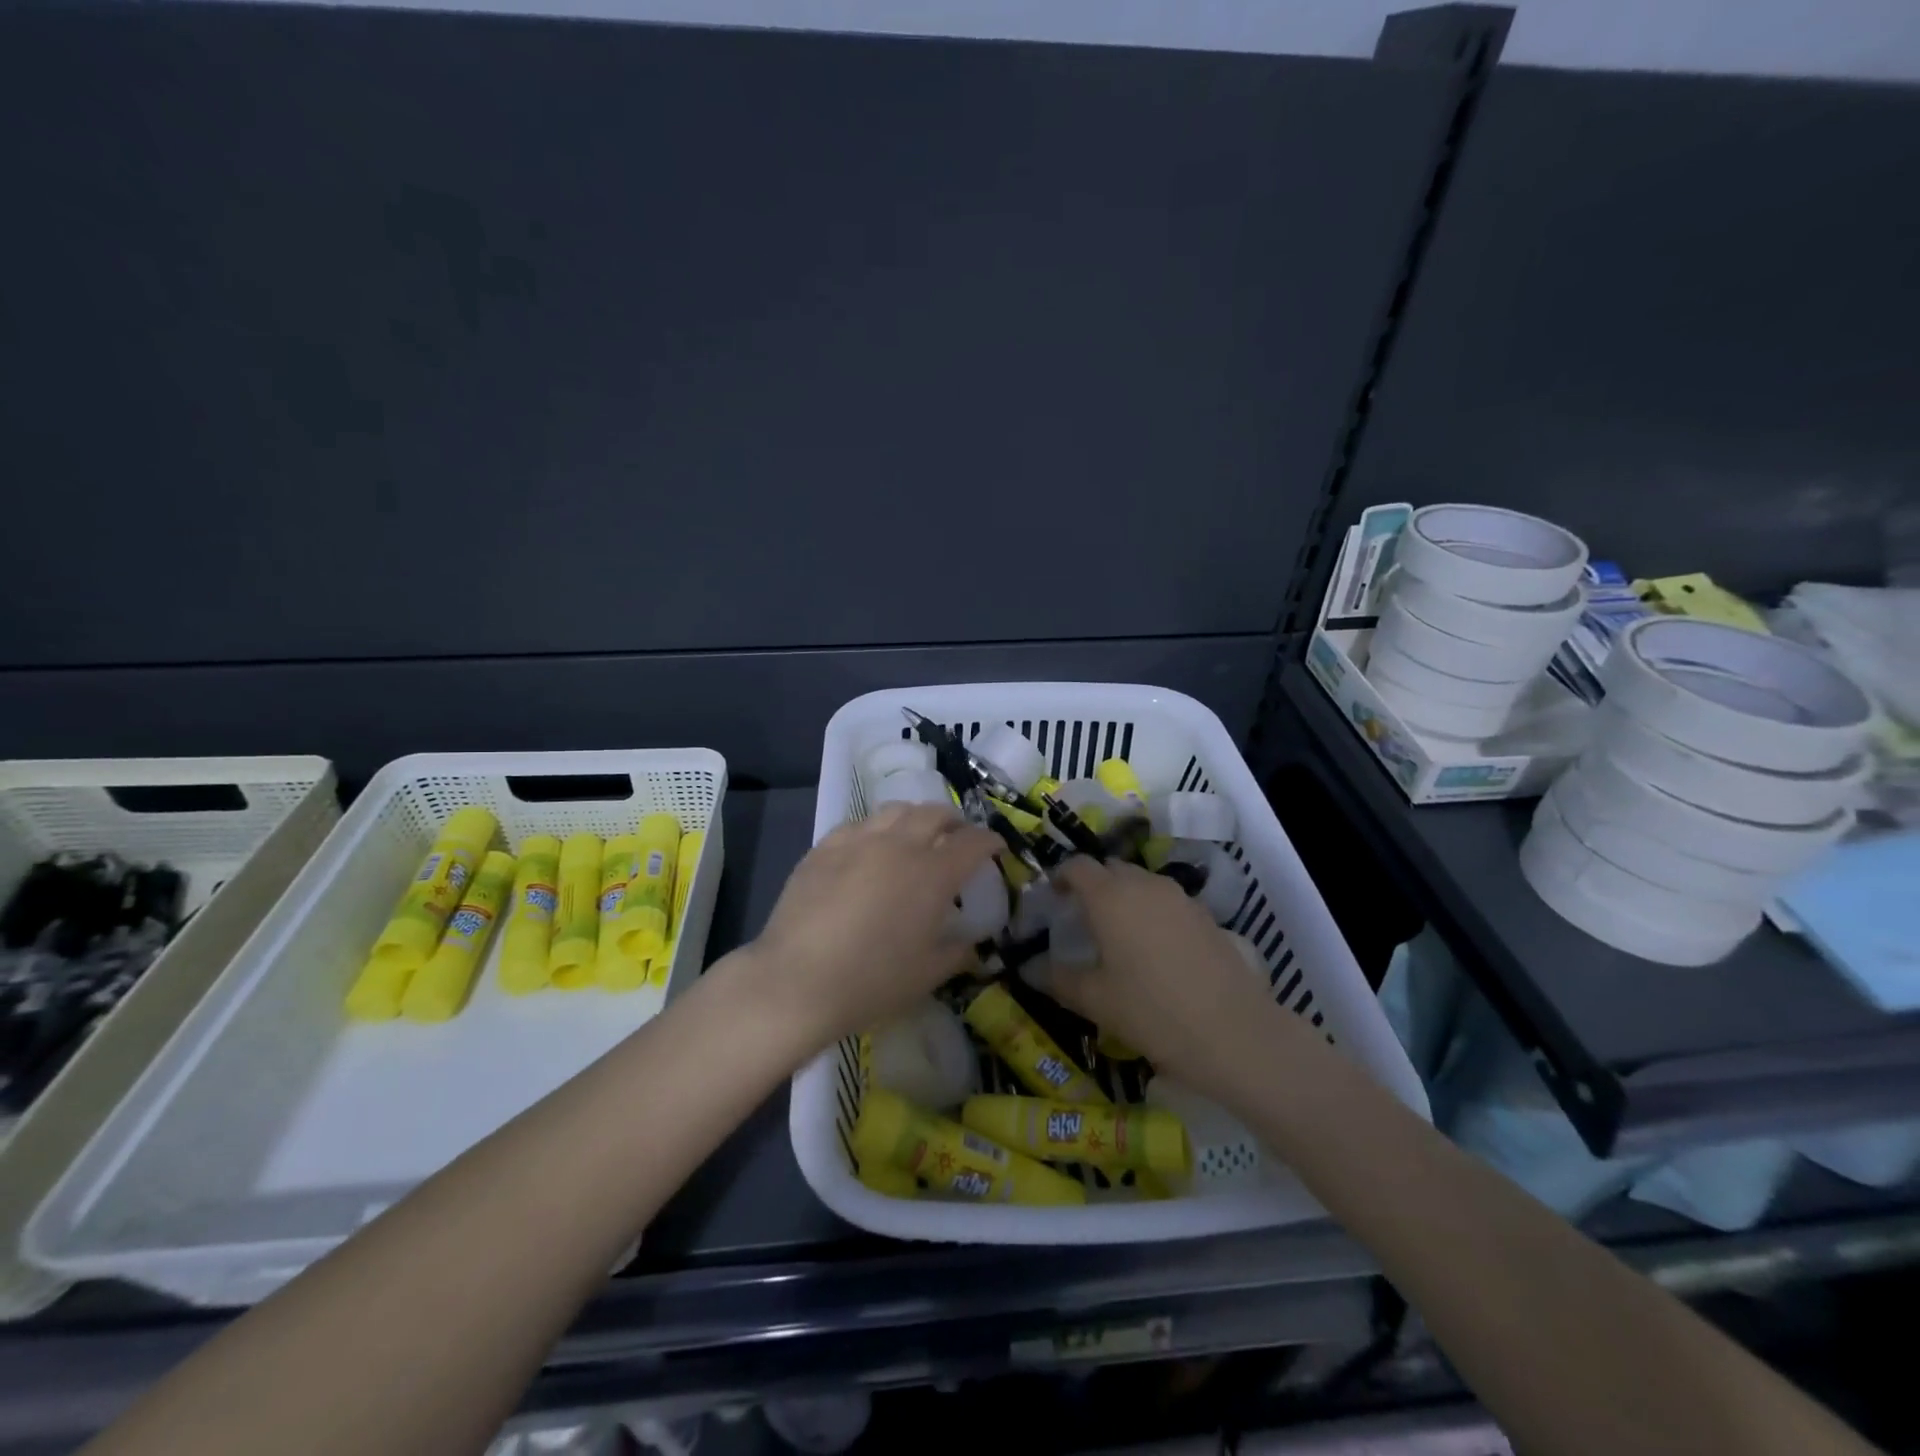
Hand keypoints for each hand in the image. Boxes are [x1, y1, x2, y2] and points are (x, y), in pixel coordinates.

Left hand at [744, 804, 1001, 1054]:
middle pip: (934, 813)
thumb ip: (957, 952)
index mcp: (933, 873)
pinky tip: (870, 848)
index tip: (996, 848)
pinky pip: (858, 825)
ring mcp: (858, 841)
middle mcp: (900, 845)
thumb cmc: (872, 982)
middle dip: (954, 821)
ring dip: (914, 818)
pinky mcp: (824, 848)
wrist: (797, 981)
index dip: (989, 842)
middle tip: (957, 837)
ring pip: (895, 810)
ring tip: (915, 835)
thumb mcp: (927, 975)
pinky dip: (876, 830)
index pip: (973, 842)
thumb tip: (970, 943)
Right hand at [1048, 857, 1302, 1099]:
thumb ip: (1059, 979)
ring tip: (1118, 934)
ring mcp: (1179, 897)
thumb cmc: (1152, 1011)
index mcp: (1110, 897)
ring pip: (1142, 883)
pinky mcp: (1205, 915)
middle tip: (1082, 917)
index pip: (1077, 866)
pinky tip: (1155, 949)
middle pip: (1111, 869)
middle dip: (1093, 885)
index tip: (1052, 896)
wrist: (1234, 1032)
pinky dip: (1153, 913)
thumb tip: (1030, 969)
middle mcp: (1144, 885)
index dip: (1061, 876)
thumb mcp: (1096, 1001)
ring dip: (1125, 898)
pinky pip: (1167, 901)